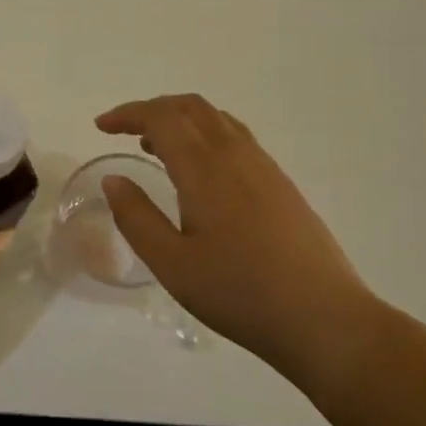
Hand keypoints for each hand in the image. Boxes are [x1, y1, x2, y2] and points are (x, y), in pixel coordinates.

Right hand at [96, 94, 381, 375]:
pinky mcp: (282, 184)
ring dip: (182, 120)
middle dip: (153, 109)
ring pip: (218, 120)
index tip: (101, 126)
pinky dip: (206, 135)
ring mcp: (265, 167)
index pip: (162, 118)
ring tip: (156, 148)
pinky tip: (201, 172)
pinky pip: (237, 138)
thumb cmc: (239, 293)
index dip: (128, 114)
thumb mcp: (172, 264)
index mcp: (205, 169)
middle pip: (191, 107)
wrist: (323, 318)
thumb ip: (136, 217)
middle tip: (125, 130)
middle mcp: (236, 156)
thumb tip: (113, 179)